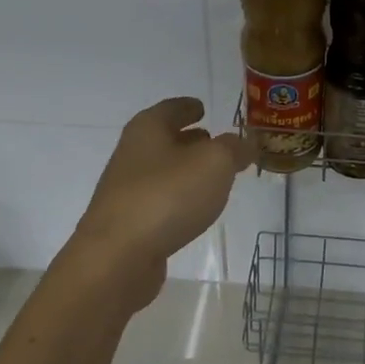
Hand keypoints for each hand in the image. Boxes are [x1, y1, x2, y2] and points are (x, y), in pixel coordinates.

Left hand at [65, 97, 254, 306]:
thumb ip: (234, 148)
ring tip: (213, 176)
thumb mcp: (215, 163)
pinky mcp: (129, 222)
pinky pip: (160, 200)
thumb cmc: (167, 197)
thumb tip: (246, 143)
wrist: (118, 257)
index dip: (189, 107)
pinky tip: (194, 209)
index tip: (202, 107)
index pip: (171, 108)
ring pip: (162, 170)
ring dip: (185, 170)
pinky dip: (178, 197)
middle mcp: (132, 154)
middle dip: (190, 139)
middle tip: (215, 142)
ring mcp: (127, 190)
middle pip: (163, 139)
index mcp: (148, 129)